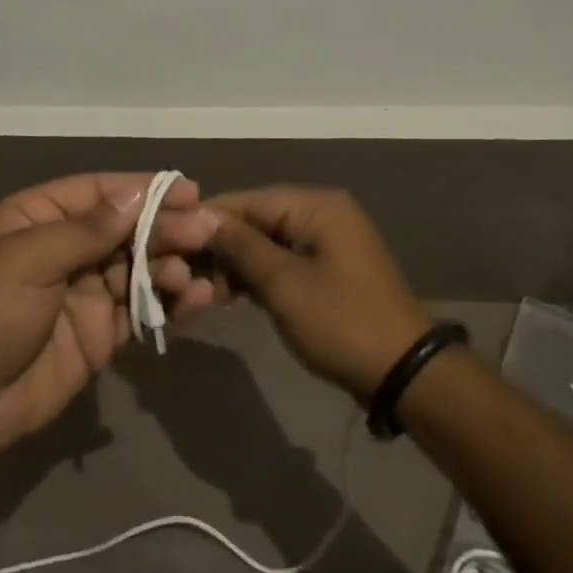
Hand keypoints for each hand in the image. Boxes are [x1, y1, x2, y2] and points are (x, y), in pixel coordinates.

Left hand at [0, 174, 219, 487]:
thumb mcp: (29, 258)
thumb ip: (88, 229)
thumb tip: (138, 195)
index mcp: (38, 218)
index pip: (100, 192)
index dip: (144, 189)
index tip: (188, 191)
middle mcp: (65, 249)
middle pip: (126, 229)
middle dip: (166, 228)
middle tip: (207, 232)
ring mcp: (84, 293)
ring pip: (140, 269)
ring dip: (171, 267)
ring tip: (195, 274)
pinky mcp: (100, 335)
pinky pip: (141, 311)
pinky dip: (169, 305)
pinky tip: (195, 301)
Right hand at [206, 188, 429, 401]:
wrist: (404, 372)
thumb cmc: (340, 322)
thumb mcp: (283, 284)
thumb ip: (241, 246)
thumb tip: (202, 219)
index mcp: (315, 206)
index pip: (248, 200)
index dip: (207, 220)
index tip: (169, 240)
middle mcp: (322, 213)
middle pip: (257, 220)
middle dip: (221, 246)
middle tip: (185, 274)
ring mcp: (328, 242)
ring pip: (267, 242)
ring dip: (237, 265)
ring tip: (205, 291)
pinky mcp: (329, 268)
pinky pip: (283, 261)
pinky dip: (258, 276)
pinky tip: (231, 295)